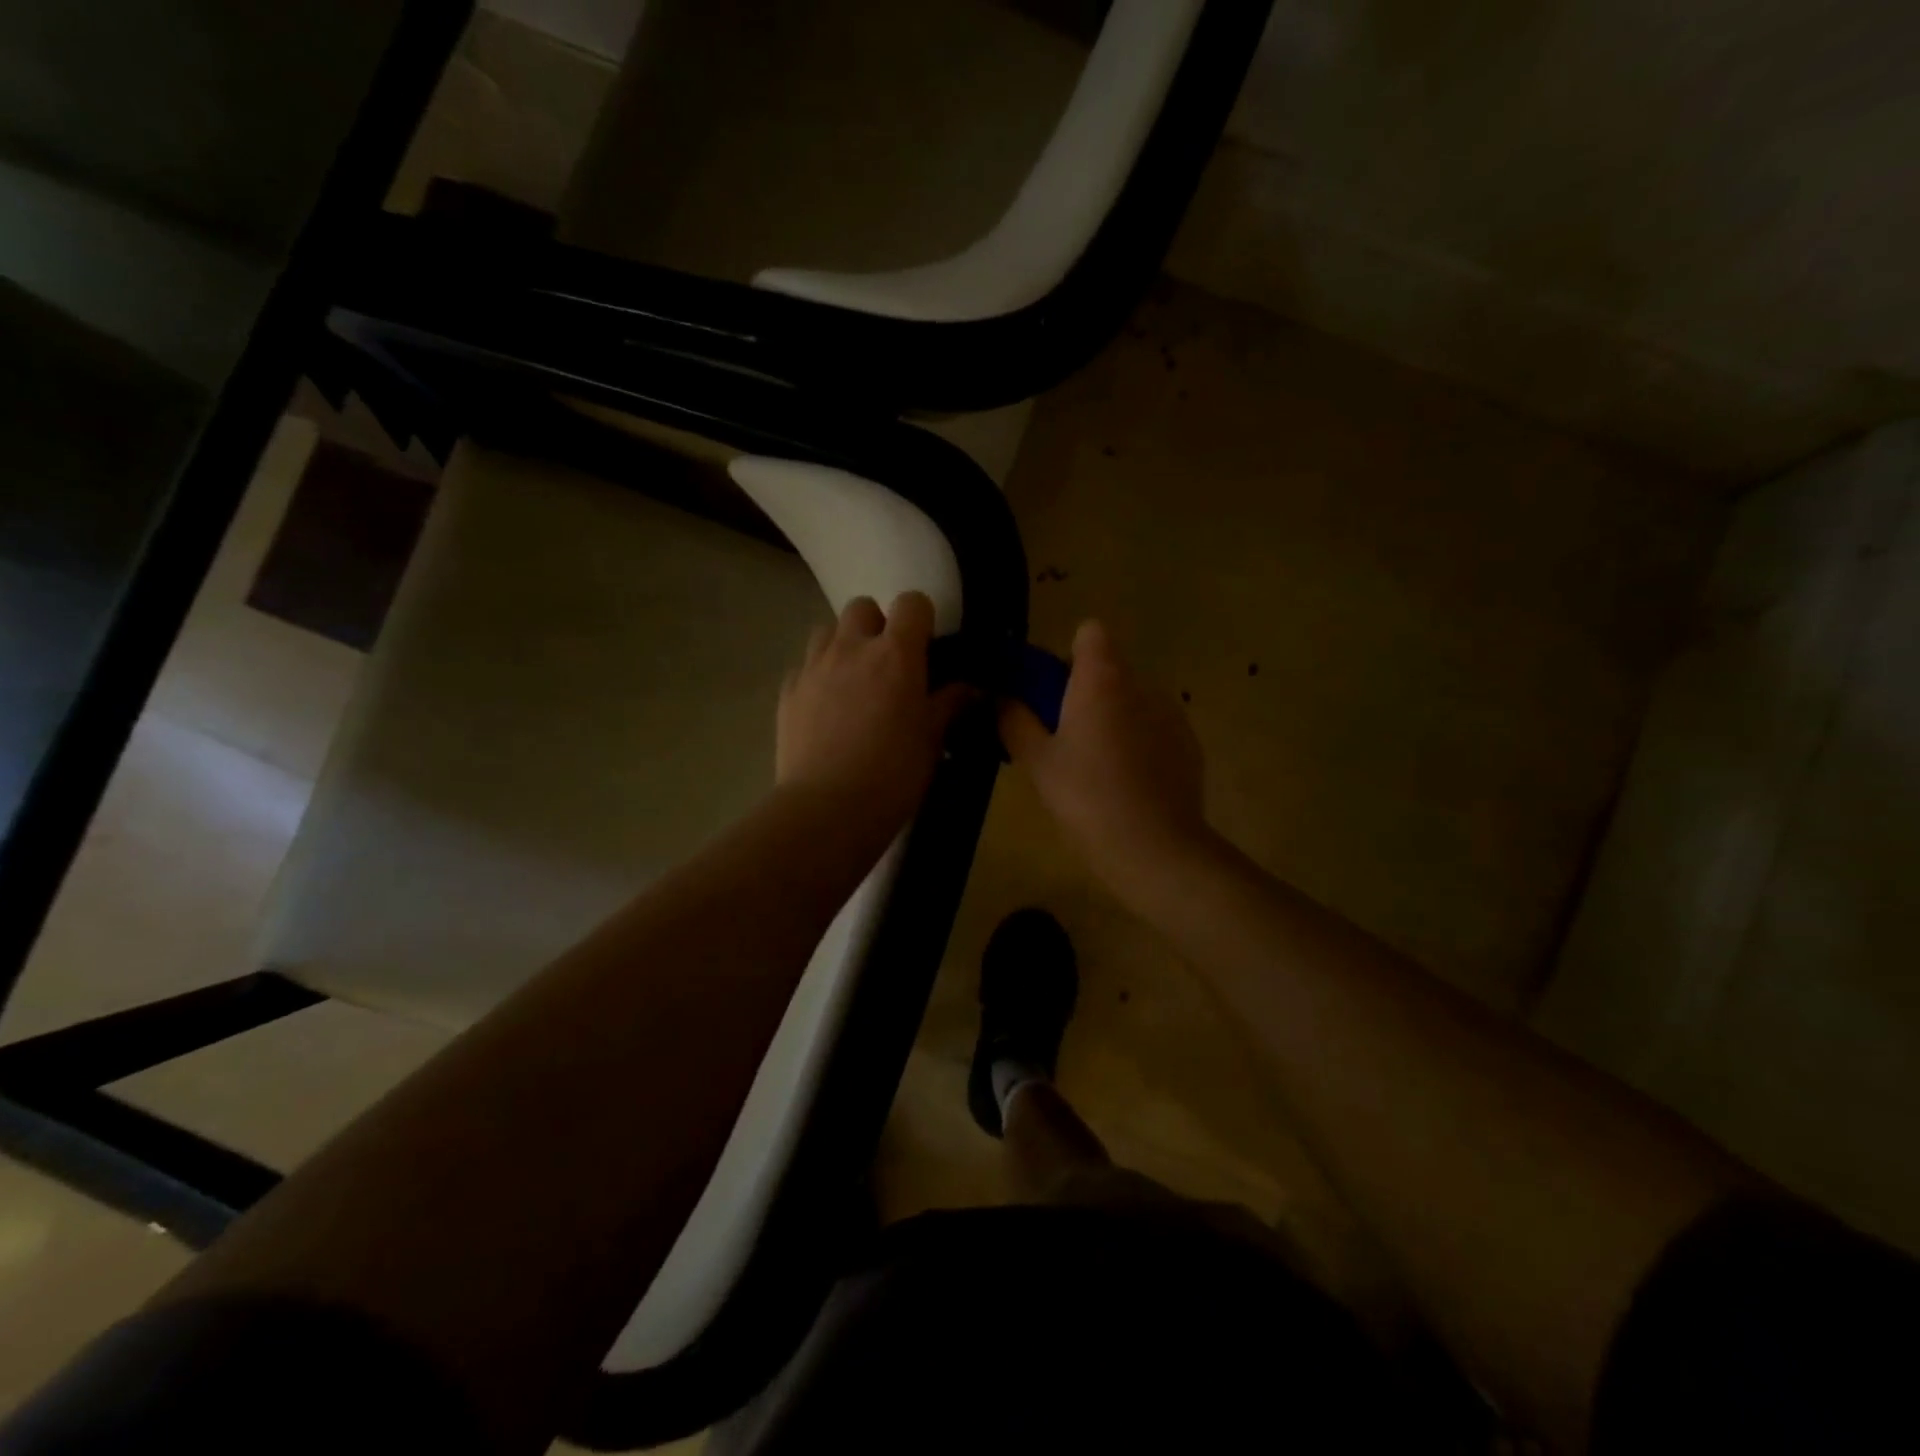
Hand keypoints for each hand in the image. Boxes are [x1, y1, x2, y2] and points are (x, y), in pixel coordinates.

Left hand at [777, 592, 972, 830]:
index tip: (927, 647)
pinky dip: (818, 676)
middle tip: (888, 665)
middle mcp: (852, 648)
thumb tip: (971, 688)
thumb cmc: (893, 774)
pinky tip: (826, 709)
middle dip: (877, 626)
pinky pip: (804, 667)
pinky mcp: (788, 692)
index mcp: (896, 654)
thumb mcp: (931, 739)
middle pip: (862, 607)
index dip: (922, 619)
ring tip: (854, 681)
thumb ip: (950, 705)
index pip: (912, 603)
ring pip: (827, 631)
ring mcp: (813, 667)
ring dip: (844, 645)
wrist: (827, 808)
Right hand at [999, 620, 1210, 892]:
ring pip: (1131, 702)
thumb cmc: (1087, 797)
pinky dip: (1138, 744)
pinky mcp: (1189, 745)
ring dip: (1112, 720)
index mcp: (1102, 679)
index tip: (1053, 692)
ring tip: (1096, 770)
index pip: (1090, 632)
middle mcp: (1142, 684)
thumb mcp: (1036, 761)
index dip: (1068, 655)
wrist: (1156, 849)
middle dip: (1084, 694)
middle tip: (1063, 740)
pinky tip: (1128, 786)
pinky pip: (1154, 729)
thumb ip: (1013, 720)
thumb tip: (1003, 698)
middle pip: (1109, 670)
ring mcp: (1171, 714)